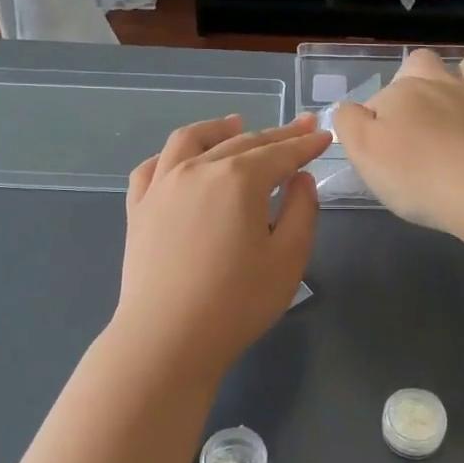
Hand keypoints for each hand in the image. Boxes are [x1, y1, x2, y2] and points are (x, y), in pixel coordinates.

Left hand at [112, 114, 330, 376]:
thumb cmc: (236, 302)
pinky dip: (172, 155)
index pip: (281, 153)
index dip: (306, 144)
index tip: (324, 136)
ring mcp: (162, 185)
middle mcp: (198, 168)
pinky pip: (153, 166)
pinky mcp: (138, 208)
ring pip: (191, 140)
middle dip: (276, 134)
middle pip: (243, 142)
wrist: (166, 338)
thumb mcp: (288, 259)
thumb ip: (301, 210)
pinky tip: (182, 160)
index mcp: (239, 179)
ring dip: (219, 129)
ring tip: (236, 124)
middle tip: (300, 127)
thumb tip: (300, 178)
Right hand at [333, 50, 463, 232]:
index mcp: (402, 91)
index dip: (374, 119)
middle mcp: (440, 84)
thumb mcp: (362, 149)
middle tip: (412, 117)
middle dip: (416, 77)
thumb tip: (351, 109)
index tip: (377, 148)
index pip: (379, 96)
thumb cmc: (413, 172)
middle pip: (424, 61)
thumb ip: (349, 122)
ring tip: (456, 106)